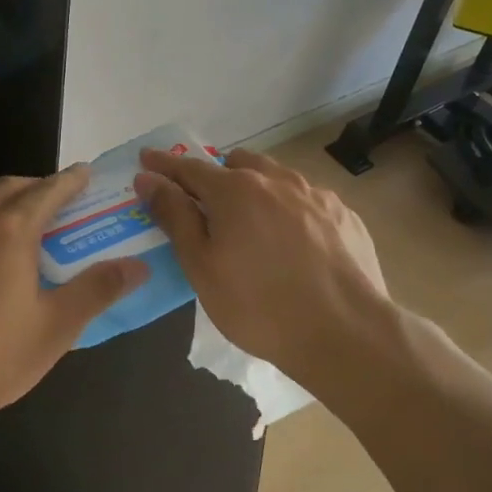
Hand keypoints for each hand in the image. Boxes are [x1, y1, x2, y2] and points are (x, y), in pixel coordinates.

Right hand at [134, 147, 390, 387]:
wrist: (345, 332)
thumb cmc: (259, 305)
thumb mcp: (203, 267)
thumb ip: (175, 217)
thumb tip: (149, 179)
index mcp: (236, 190)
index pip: (189, 167)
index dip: (164, 165)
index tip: (146, 159)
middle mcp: (277, 180)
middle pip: (237, 164)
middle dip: (216, 176)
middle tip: (206, 205)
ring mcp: (316, 195)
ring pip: (276, 178)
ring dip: (256, 189)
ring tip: (252, 223)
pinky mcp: (345, 215)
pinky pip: (306, 201)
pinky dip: (290, 210)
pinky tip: (294, 243)